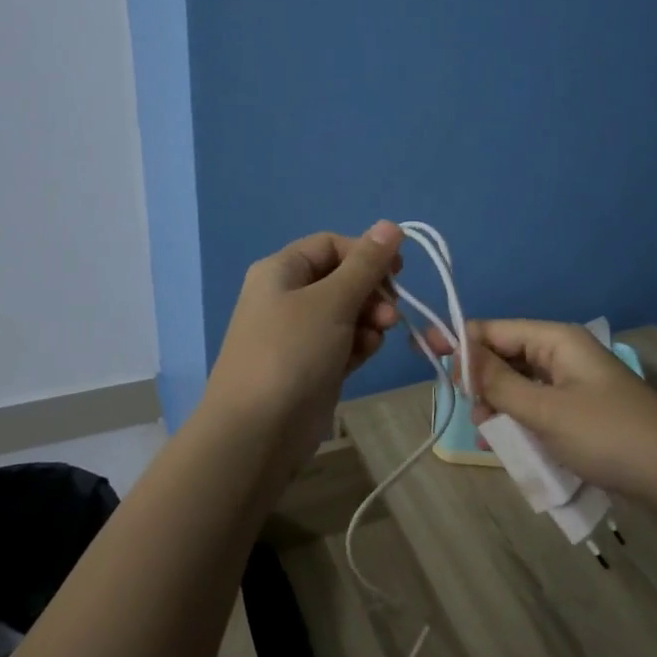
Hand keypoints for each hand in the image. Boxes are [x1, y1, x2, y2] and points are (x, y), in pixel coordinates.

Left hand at [204, 222, 404, 453]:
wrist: (257, 432)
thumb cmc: (292, 352)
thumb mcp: (332, 301)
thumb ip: (366, 264)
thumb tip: (391, 225)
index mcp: (282, 270)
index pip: (332, 245)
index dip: (367, 254)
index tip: (399, 272)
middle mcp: (287, 296)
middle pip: (342, 279)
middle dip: (372, 292)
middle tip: (391, 314)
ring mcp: (298, 333)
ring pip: (347, 312)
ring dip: (370, 320)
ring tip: (378, 337)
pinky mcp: (311, 365)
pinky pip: (343, 342)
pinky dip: (358, 344)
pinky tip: (364, 355)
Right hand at [434, 319, 656, 502]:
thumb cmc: (609, 435)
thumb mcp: (546, 410)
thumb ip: (498, 382)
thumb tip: (458, 352)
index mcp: (556, 340)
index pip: (495, 329)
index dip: (459, 340)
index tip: (423, 354)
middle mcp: (563, 354)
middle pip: (505, 355)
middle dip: (482, 380)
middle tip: (471, 411)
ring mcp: (573, 383)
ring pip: (519, 384)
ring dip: (501, 405)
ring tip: (493, 433)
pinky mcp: (580, 411)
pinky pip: (537, 407)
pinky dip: (521, 421)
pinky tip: (512, 443)